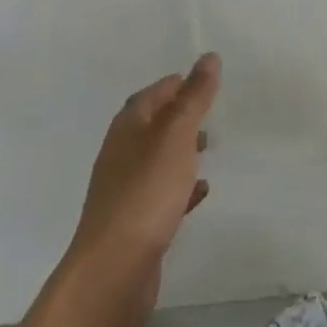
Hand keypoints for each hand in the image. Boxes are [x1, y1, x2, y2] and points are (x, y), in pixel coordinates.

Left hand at [70, 53, 220, 284]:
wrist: (114, 270)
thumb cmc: (146, 192)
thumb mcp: (176, 135)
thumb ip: (194, 97)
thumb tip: (208, 56)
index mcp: (128, 126)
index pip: (154, 93)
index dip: (179, 84)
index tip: (206, 82)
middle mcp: (122, 152)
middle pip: (153, 124)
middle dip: (181, 116)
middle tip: (211, 115)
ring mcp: (125, 189)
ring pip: (157, 159)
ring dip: (181, 151)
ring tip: (209, 150)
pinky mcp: (134, 222)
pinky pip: (161, 193)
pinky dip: (180, 186)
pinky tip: (200, 193)